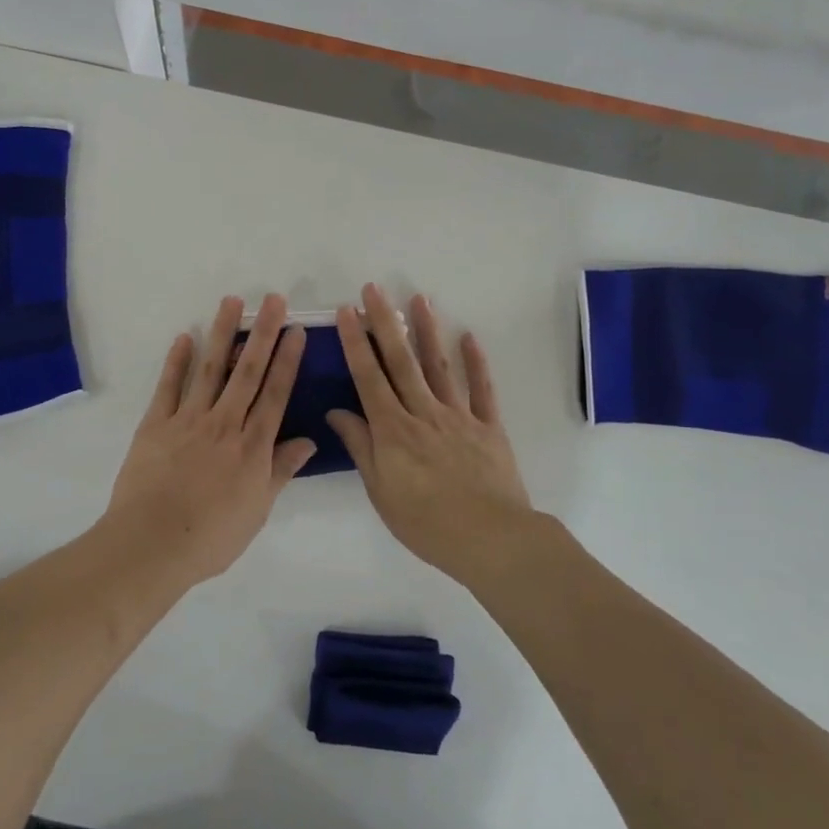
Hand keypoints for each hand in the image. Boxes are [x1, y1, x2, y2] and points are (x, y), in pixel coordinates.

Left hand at [103, 294, 315, 583]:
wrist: (152, 543)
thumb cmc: (211, 537)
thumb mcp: (257, 510)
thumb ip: (280, 470)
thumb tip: (307, 441)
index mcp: (252, 446)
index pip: (276, 394)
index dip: (288, 360)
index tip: (296, 330)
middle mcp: (224, 423)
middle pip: (248, 371)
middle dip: (263, 333)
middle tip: (273, 299)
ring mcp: (188, 419)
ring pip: (211, 368)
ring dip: (222, 333)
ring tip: (232, 302)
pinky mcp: (156, 424)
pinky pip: (169, 386)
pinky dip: (177, 360)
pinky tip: (184, 337)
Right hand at [326, 285, 534, 585]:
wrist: (491, 539)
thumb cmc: (426, 522)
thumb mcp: (381, 491)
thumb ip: (361, 447)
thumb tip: (337, 412)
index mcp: (393, 430)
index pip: (368, 377)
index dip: (355, 343)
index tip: (346, 312)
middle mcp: (423, 412)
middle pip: (401, 361)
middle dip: (385, 322)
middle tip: (374, 289)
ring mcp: (459, 416)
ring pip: (438, 366)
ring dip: (427, 331)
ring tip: (419, 299)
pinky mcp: (488, 427)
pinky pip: (482, 389)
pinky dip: (476, 363)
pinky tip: (469, 337)